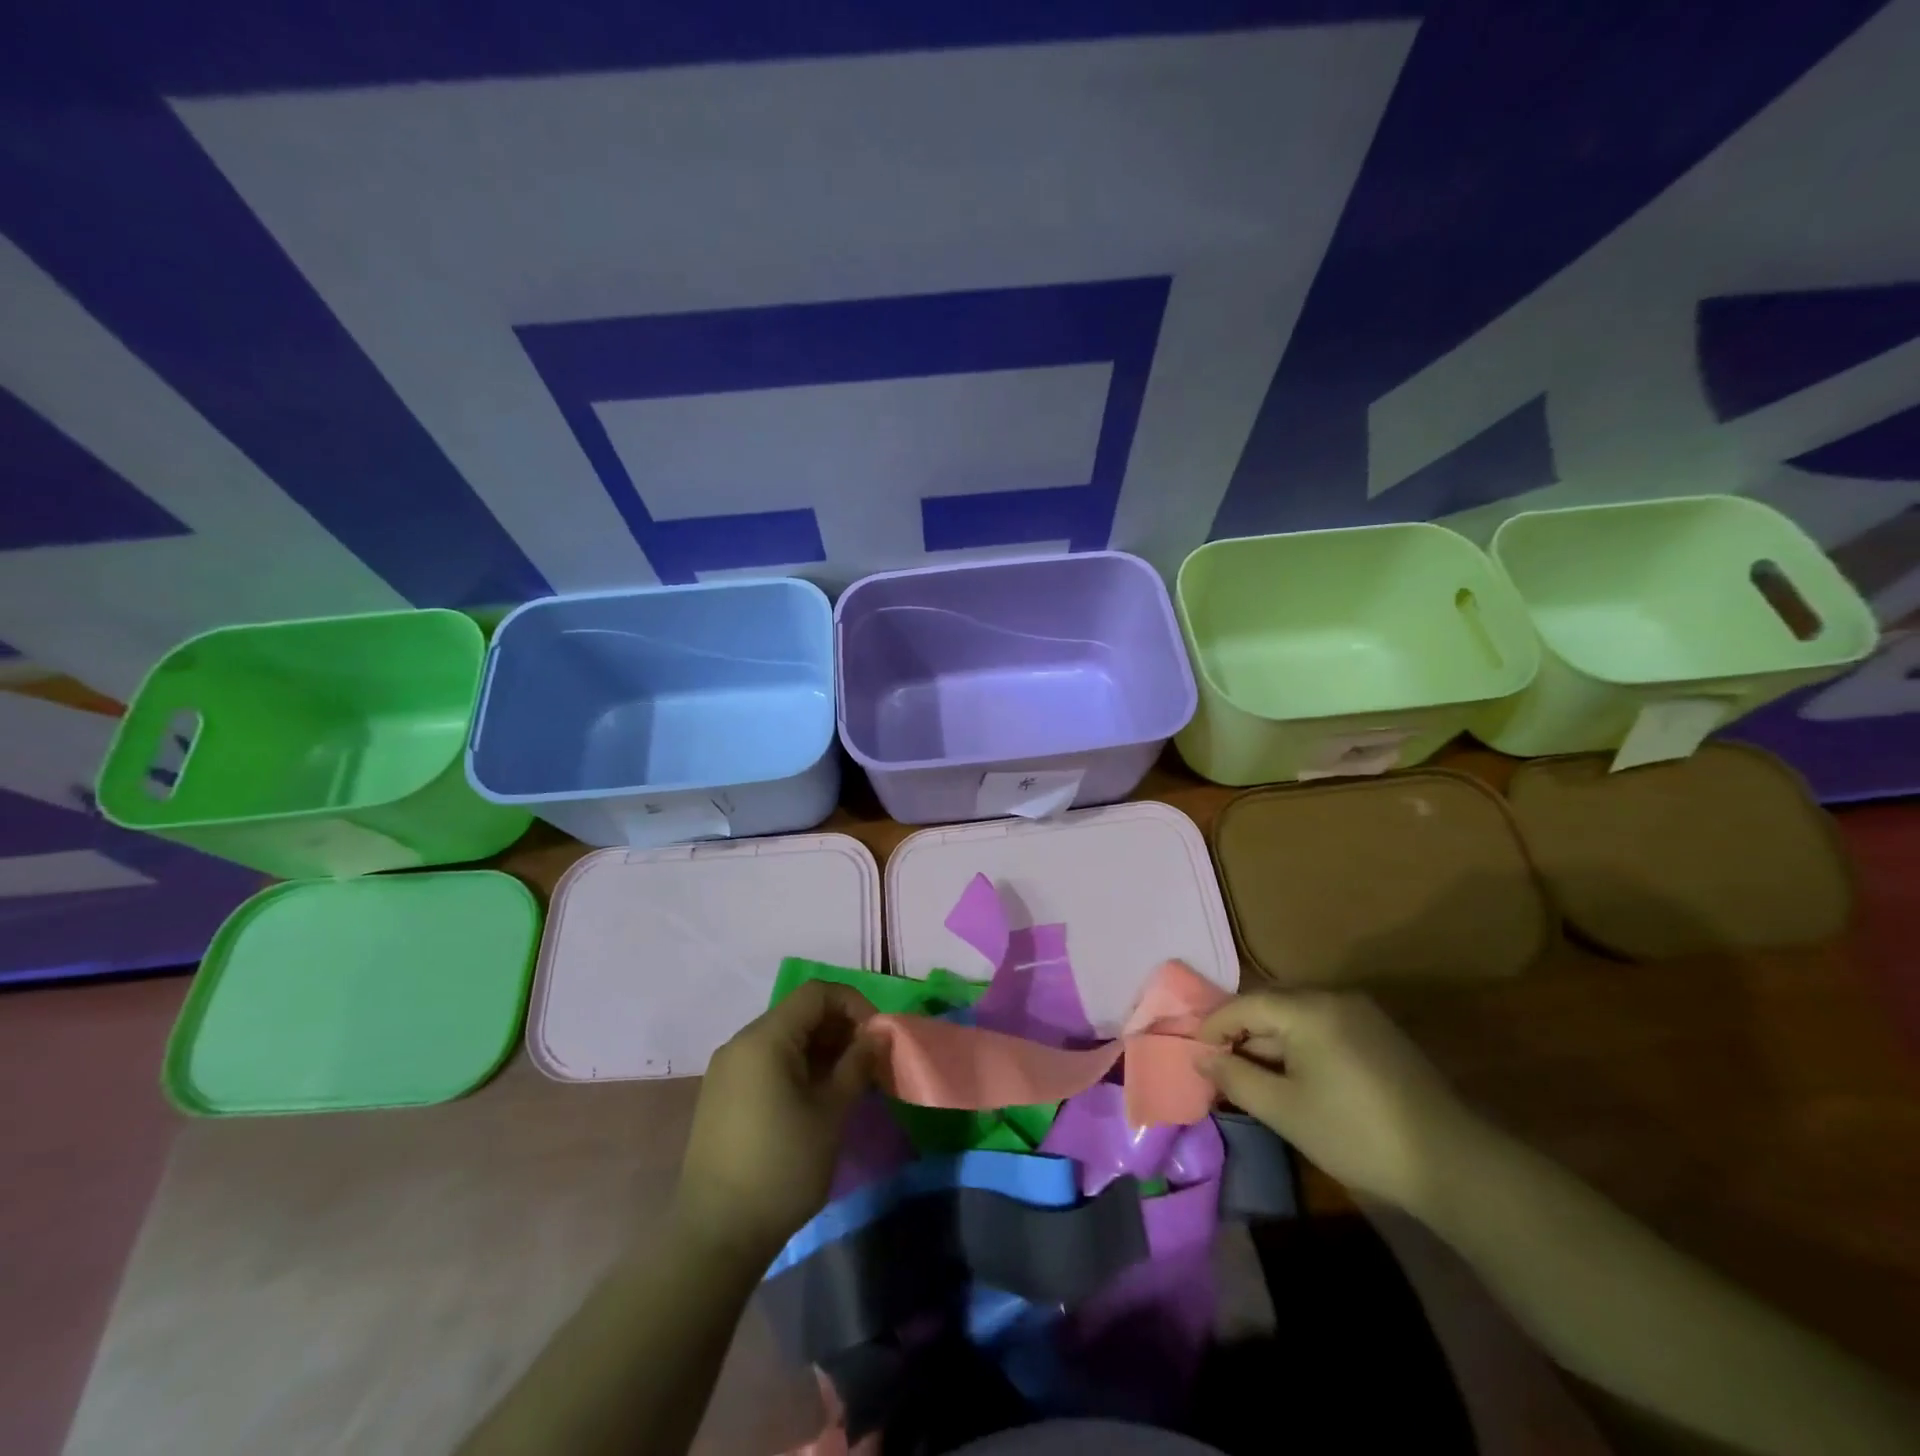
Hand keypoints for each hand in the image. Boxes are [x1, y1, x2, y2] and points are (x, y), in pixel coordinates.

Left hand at [673, 982, 877, 1263]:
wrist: (715, 1236)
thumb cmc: (782, 1167)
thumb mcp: (831, 1113)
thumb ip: (857, 1064)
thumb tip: (879, 1034)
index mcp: (764, 1038)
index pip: (816, 993)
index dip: (854, 1004)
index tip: (878, 1036)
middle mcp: (741, 1044)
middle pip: (799, 1014)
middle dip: (840, 1029)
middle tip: (869, 1062)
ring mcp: (727, 1071)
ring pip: (784, 1039)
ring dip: (822, 1050)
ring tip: (850, 1083)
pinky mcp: (722, 1097)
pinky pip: (767, 1063)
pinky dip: (798, 1068)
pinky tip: (817, 1100)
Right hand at [1199, 990, 1478, 1213]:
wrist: (1452, 1162)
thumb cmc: (1355, 1133)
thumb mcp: (1284, 1110)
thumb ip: (1235, 1078)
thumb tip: (1201, 1057)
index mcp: (1308, 1008)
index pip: (1244, 1005)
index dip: (1213, 1027)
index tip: (1195, 1054)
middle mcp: (1333, 998)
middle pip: (1271, 1006)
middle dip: (1242, 1035)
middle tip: (1221, 1068)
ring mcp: (1361, 1014)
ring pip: (1297, 1018)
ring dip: (1271, 1043)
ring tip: (1254, 1077)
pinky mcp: (1380, 1035)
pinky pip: (1323, 1028)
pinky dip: (1300, 1047)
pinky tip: (1295, 1079)